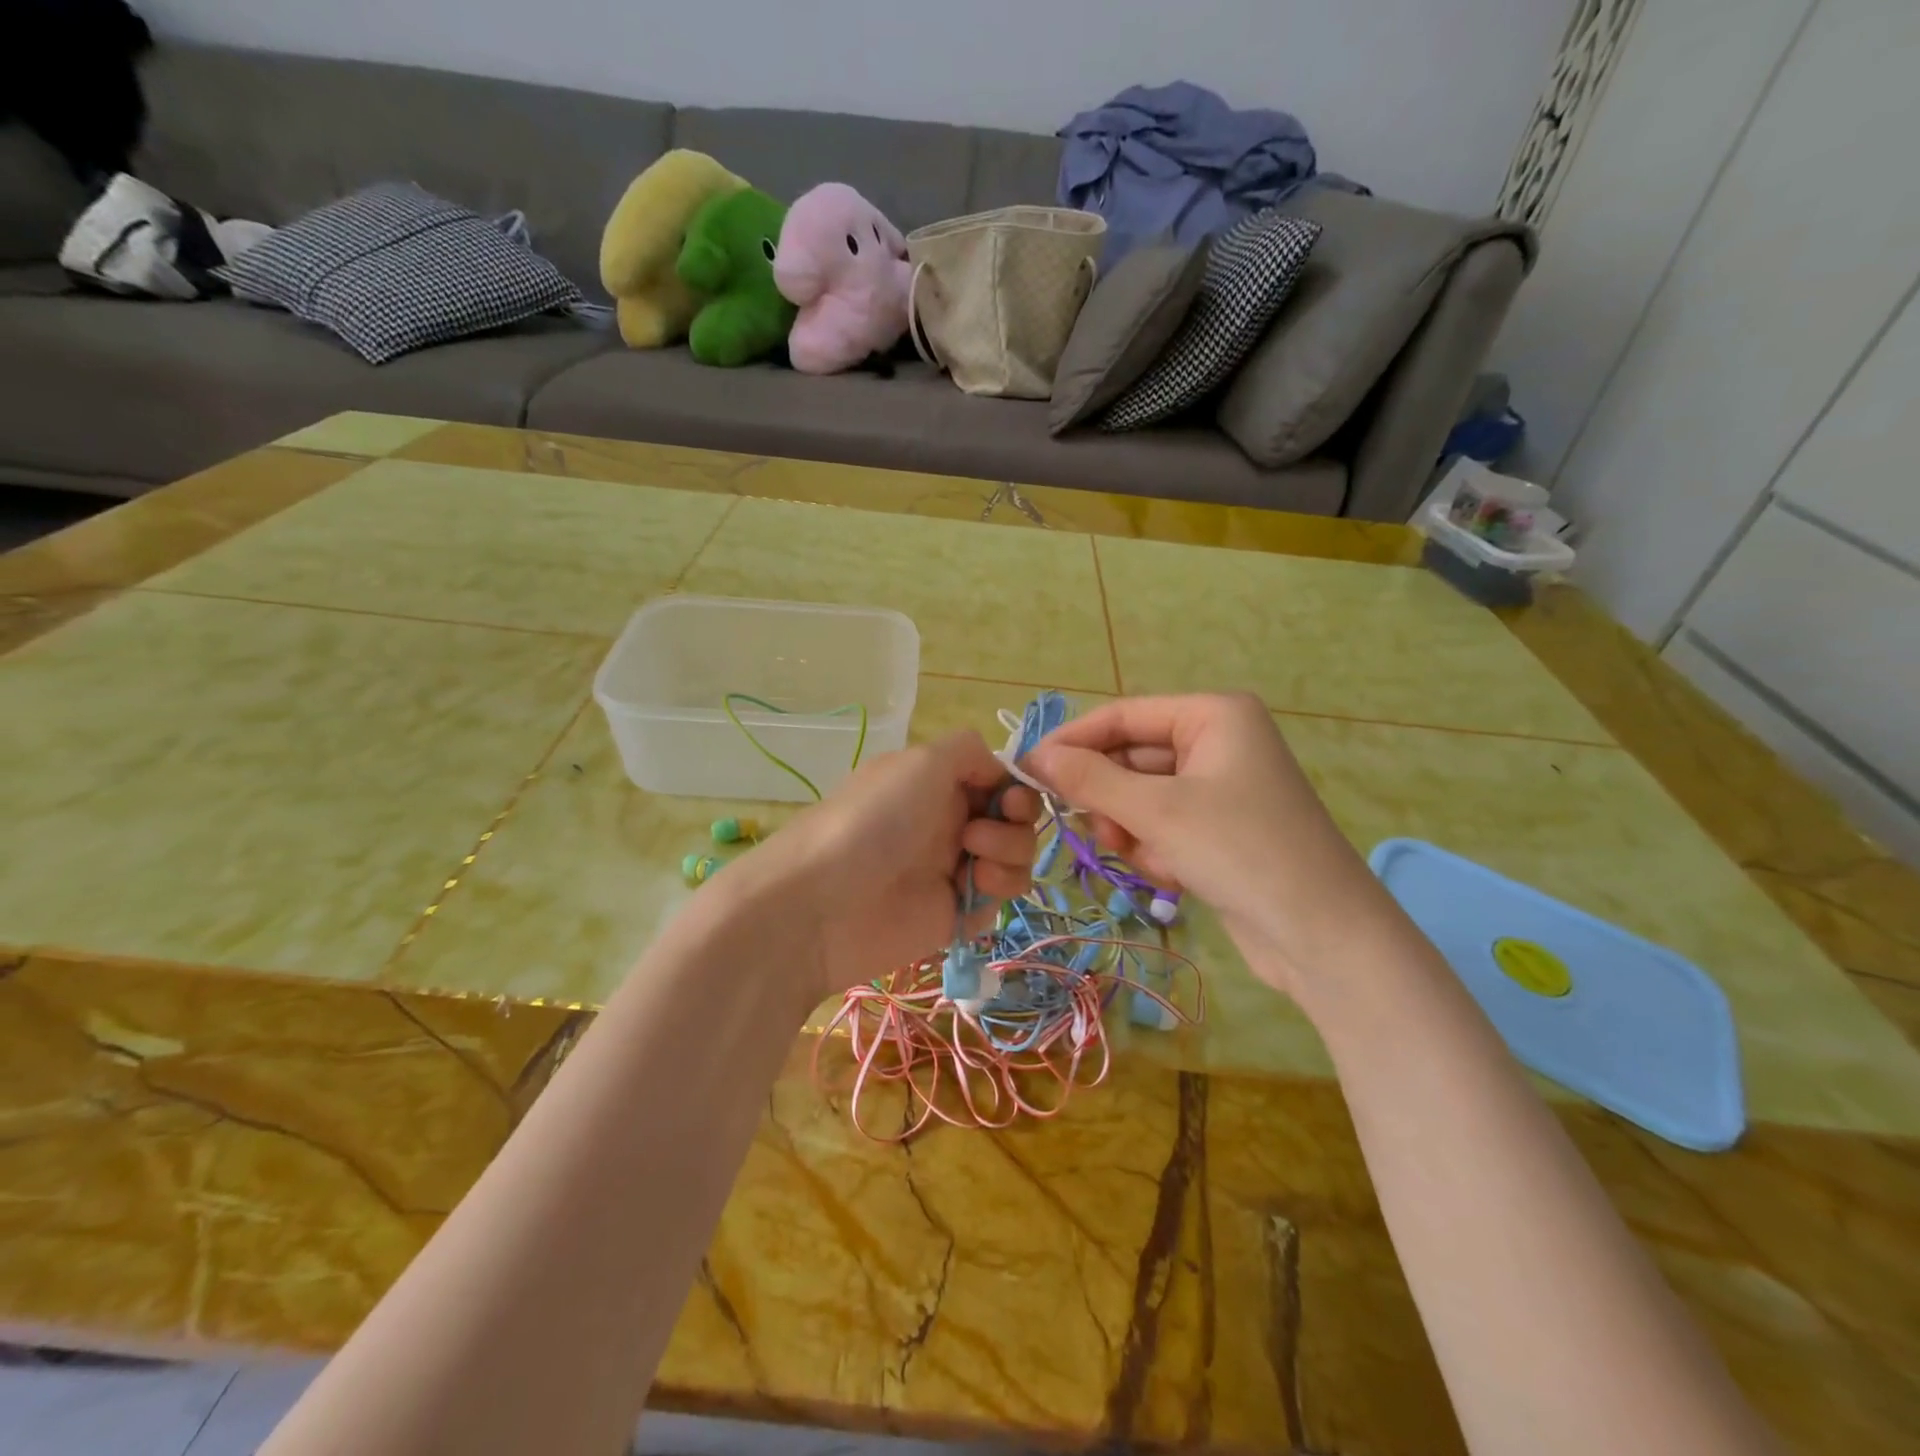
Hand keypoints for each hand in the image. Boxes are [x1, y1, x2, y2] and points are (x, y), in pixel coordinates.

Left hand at [734, 732, 1037, 1002]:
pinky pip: (999, 898)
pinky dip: (998, 890)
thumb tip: (1000, 770)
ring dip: (1010, 854)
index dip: (1016, 788)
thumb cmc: (875, 820)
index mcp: (939, 783)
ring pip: (1015, 857)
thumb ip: (970, 751)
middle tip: (978, 834)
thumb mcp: (922, 761)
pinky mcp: (956, 913)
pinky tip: (969, 890)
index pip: (998, 780)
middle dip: (1016, 823)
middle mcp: (949, 821)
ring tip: (974, 864)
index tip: (1011, 800)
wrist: (825, 901)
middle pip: (1015, 819)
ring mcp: (954, 868)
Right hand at [1025, 694, 1390, 996]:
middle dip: (1110, 799)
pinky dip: (1156, 850)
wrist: (1323, 937)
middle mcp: (1217, 742)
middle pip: (1131, 759)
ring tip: (1145, 858)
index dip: (1073, 741)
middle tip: (1085, 827)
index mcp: (1212, 716)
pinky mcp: (1219, 830)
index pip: (1122, 716)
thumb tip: (1034, 757)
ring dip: (1132, 830)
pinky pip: (1163, 826)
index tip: (1027, 770)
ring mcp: (1220, 788)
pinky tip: (1174, 876)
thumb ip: (1091, 780)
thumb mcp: (1157, 811)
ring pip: (1141, 798)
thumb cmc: (1241, 851)